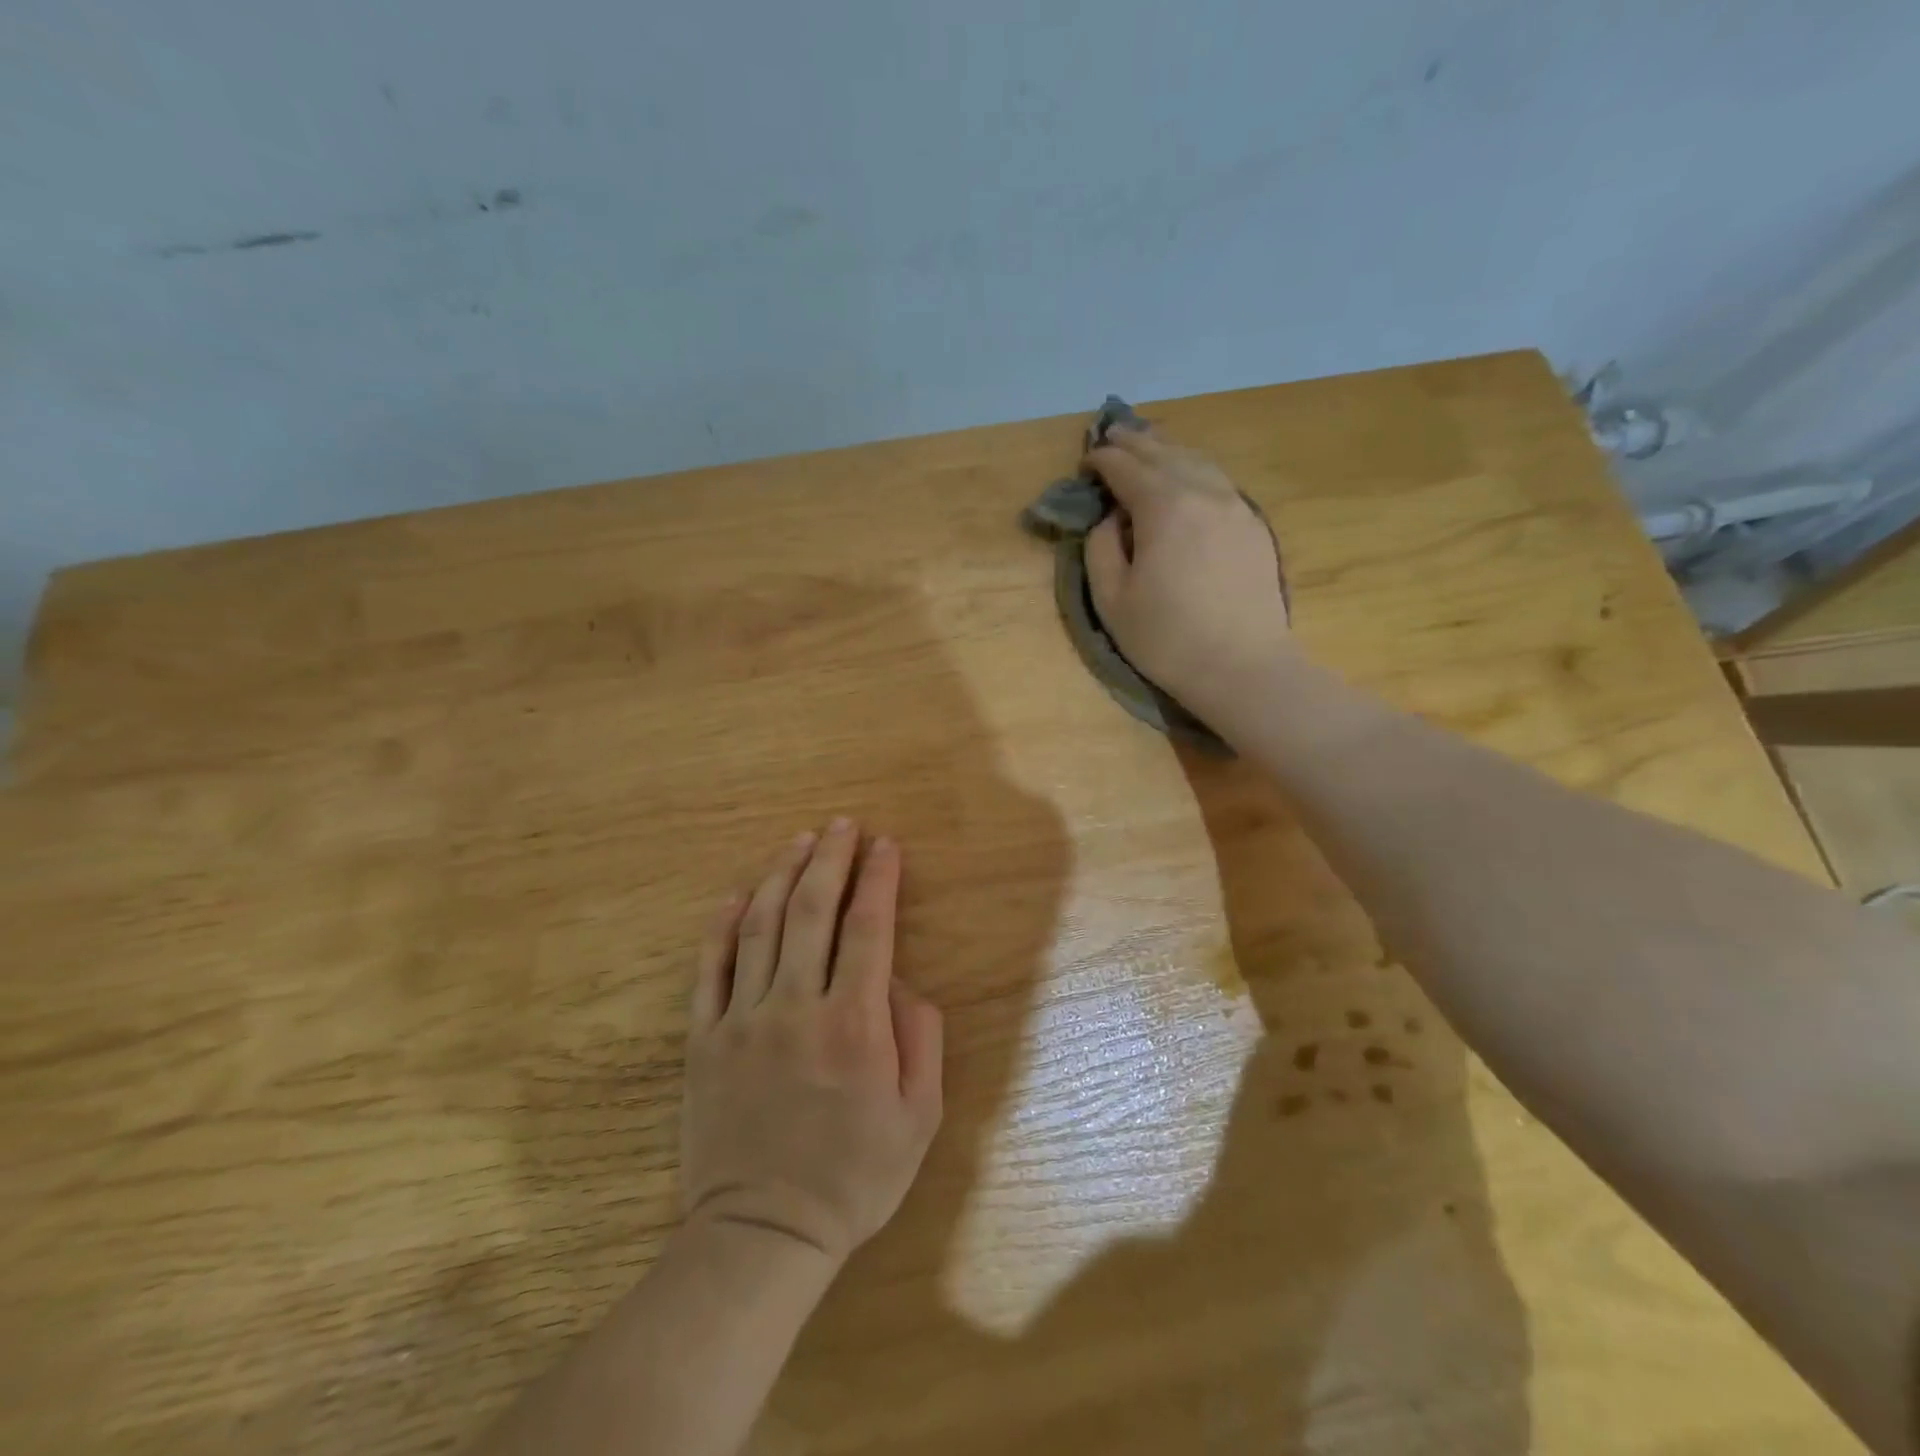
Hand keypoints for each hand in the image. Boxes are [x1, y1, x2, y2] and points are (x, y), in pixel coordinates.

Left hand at [682, 820, 943, 1266]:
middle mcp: (797, 1007)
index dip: (878, 878)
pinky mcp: (704, 1039)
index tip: (886, 844)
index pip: (869, 928)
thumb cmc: (854, 1177)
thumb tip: (899, 982)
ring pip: (760, 927)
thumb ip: (920, 1037)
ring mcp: (743, 1020)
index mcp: (854, 1024)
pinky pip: (710, 969)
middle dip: (831, 859)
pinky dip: (722, 925)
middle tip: (843, 825)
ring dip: (782, 875)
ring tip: (800, 841)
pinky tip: (737, 894)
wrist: (763, 1236)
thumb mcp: (919, 1116)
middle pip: (812, 911)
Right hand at [1083, 425, 1291, 711]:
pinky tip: (1187, 476)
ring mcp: (1236, 505)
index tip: (1086, 461)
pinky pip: (1219, 481)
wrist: (1242, 667)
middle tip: (1112, 435)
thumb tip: (1110, 518)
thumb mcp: (1112, 600)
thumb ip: (1101, 548)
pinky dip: (1195, 469)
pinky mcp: (1254, 525)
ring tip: (1148, 446)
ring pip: (1197, 461)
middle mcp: (1204, 492)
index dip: (1103, 459)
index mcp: (1164, 507)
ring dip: (1167, 450)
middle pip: (1164, 453)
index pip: (1127, 468)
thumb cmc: (1167, 639)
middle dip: (1134, 442)